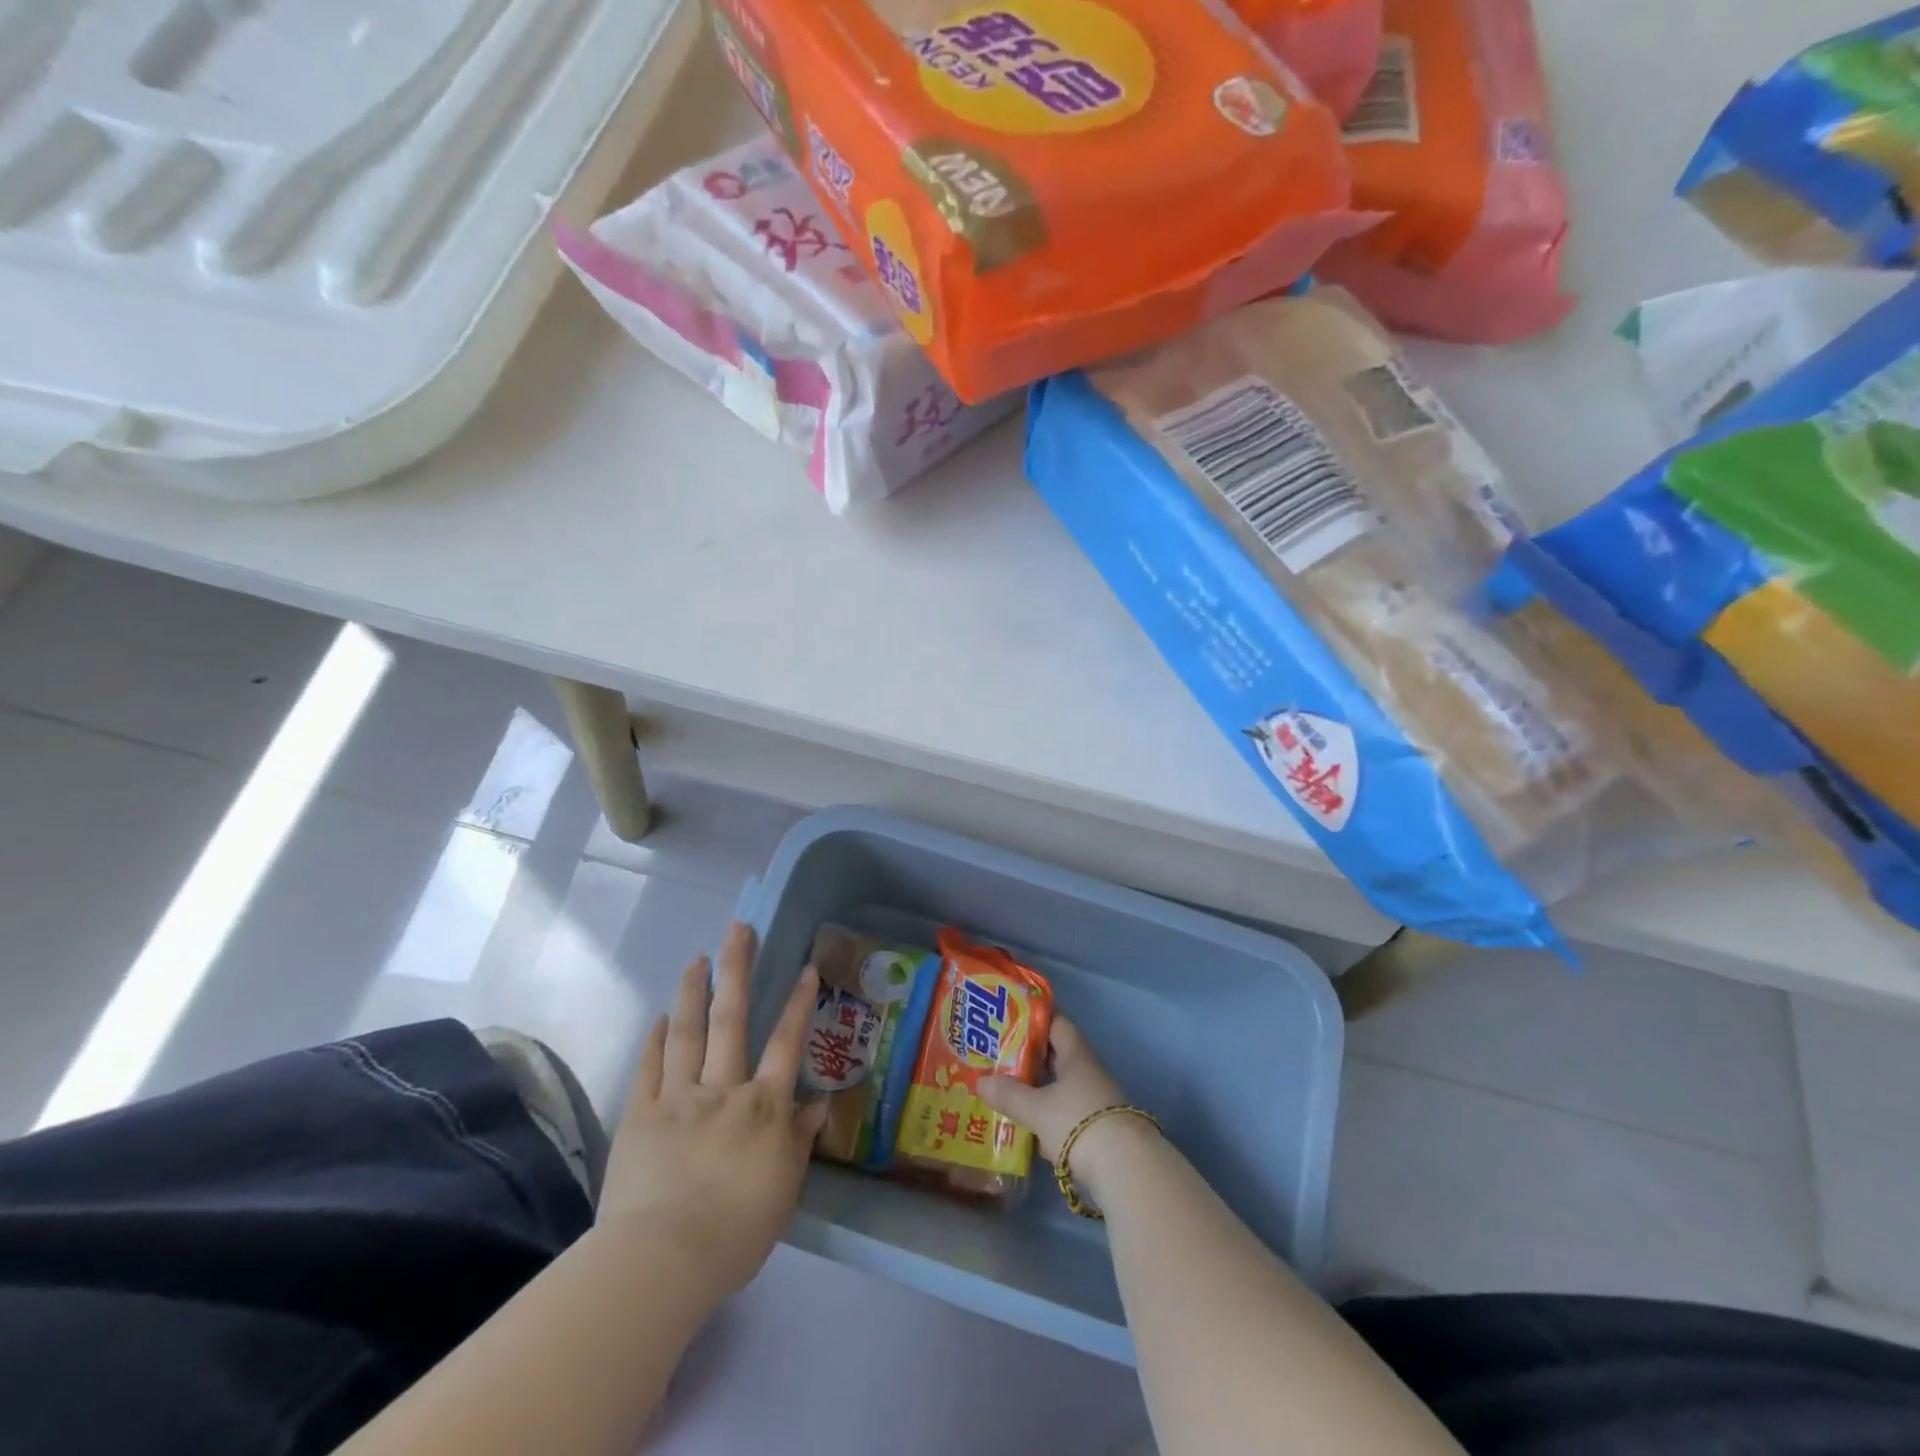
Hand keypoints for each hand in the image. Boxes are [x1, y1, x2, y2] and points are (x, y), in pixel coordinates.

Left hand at [599, 923, 827, 1295]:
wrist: (662, 1260)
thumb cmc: (735, 1232)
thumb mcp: (784, 1191)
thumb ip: (799, 1141)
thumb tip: (819, 1104)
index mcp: (762, 1107)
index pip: (786, 1044)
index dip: (798, 1004)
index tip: (806, 968)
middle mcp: (723, 1089)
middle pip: (732, 1019)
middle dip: (737, 970)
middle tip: (739, 930)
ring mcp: (678, 1098)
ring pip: (688, 1032)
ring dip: (694, 991)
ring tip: (698, 957)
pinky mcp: (640, 1116)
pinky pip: (650, 1068)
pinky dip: (655, 1039)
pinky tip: (660, 1016)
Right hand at [977, 1014, 1127, 1164]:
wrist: (1124, 1169)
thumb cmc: (1077, 1122)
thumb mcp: (1037, 1109)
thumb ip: (1009, 1095)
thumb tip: (981, 1082)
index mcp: (1075, 1055)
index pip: (1057, 1023)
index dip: (1036, 1016)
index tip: (1010, 1014)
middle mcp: (1086, 1072)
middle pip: (1056, 1055)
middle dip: (1029, 1053)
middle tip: (998, 1052)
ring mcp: (1093, 1101)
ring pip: (1059, 1085)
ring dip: (1036, 1086)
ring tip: (1004, 1086)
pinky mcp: (1093, 1129)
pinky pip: (1063, 1112)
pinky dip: (1044, 1114)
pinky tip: (1024, 1124)